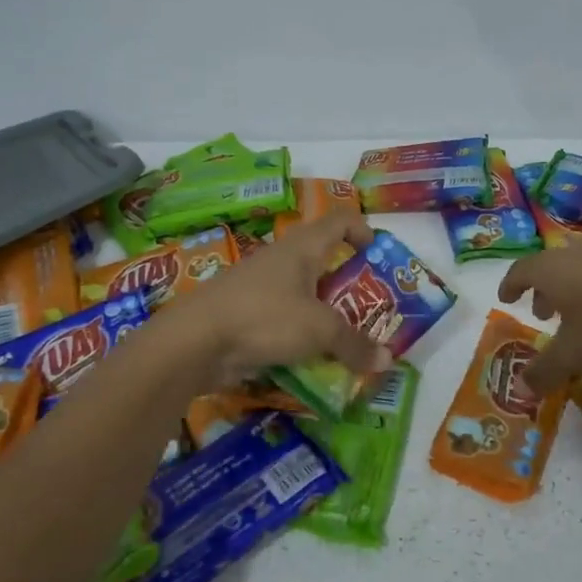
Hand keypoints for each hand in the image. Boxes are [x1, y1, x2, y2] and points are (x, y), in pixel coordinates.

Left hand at [161, 213, 390, 388]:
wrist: (194, 341)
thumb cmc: (265, 317)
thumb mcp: (319, 330)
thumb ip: (354, 344)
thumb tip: (387, 360)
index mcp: (304, 247)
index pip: (341, 220)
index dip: (363, 231)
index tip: (378, 256)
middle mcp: (283, 259)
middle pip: (324, 259)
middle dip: (350, 282)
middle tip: (371, 308)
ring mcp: (261, 285)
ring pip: (304, 291)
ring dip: (326, 311)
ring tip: (347, 338)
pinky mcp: (247, 312)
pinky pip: (284, 317)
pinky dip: (301, 332)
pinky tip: (312, 356)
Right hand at [497, 234, 581, 393]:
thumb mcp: (573, 355)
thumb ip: (544, 371)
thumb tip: (519, 389)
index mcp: (550, 269)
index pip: (520, 271)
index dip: (510, 286)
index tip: (506, 298)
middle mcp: (574, 252)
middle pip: (550, 267)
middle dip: (543, 290)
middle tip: (543, 313)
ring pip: (579, 266)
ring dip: (572, 287)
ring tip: (578, 312)